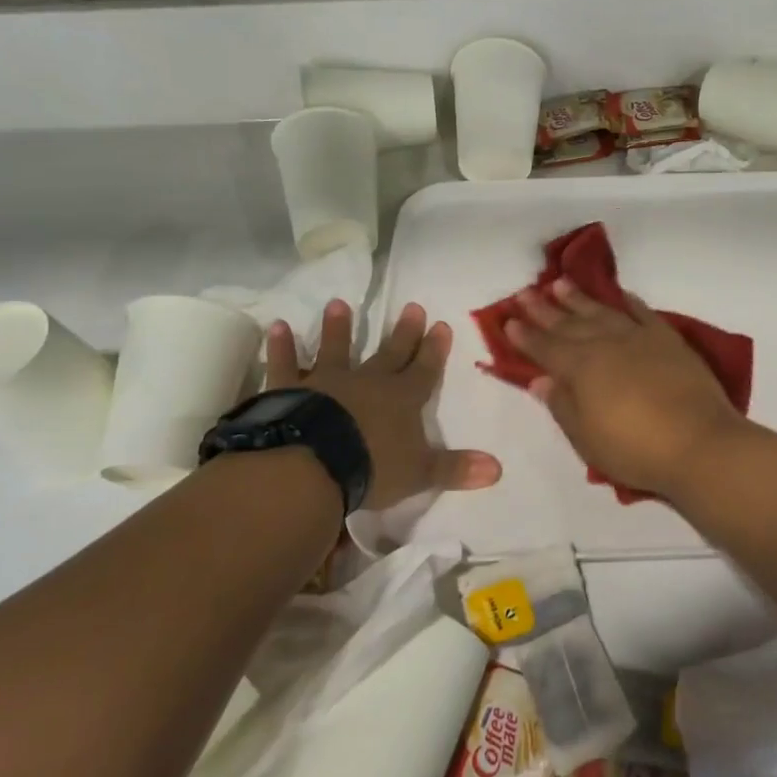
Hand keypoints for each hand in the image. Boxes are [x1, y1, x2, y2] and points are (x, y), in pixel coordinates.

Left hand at [267, 300, 501, 512]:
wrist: (313, 464)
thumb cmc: (371, 467)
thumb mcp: (420, 473)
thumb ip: (456, 468)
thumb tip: (499, 470)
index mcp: (402, 399)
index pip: (424, 369)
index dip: (434, 349)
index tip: (441, 324)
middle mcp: (368, 382)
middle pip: (390, 353)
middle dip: (403, 331)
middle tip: (411, 305)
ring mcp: (327, 382)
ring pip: (336, 349)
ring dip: (338, 328)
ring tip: (338, 303)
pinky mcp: (289, 390)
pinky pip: (284, 364)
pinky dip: (281, 347)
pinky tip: (276, 327)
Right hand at [505, 278, 751, 499]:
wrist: (699, 443)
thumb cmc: (635, 450)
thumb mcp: (587, 438)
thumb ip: (562, 405)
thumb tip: (541, 379)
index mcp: (580, 368)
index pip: (545, 348)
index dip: (525, 335)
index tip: (508, 319)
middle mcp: (606, 344)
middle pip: (569, 323)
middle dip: (544, 309)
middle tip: (525, 292)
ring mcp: (639, 338)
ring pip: (602, 311)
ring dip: (579, 298)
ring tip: (560, 284)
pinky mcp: (668, 339)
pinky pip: (642, 312)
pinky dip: (628, 302)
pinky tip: (619, 295)